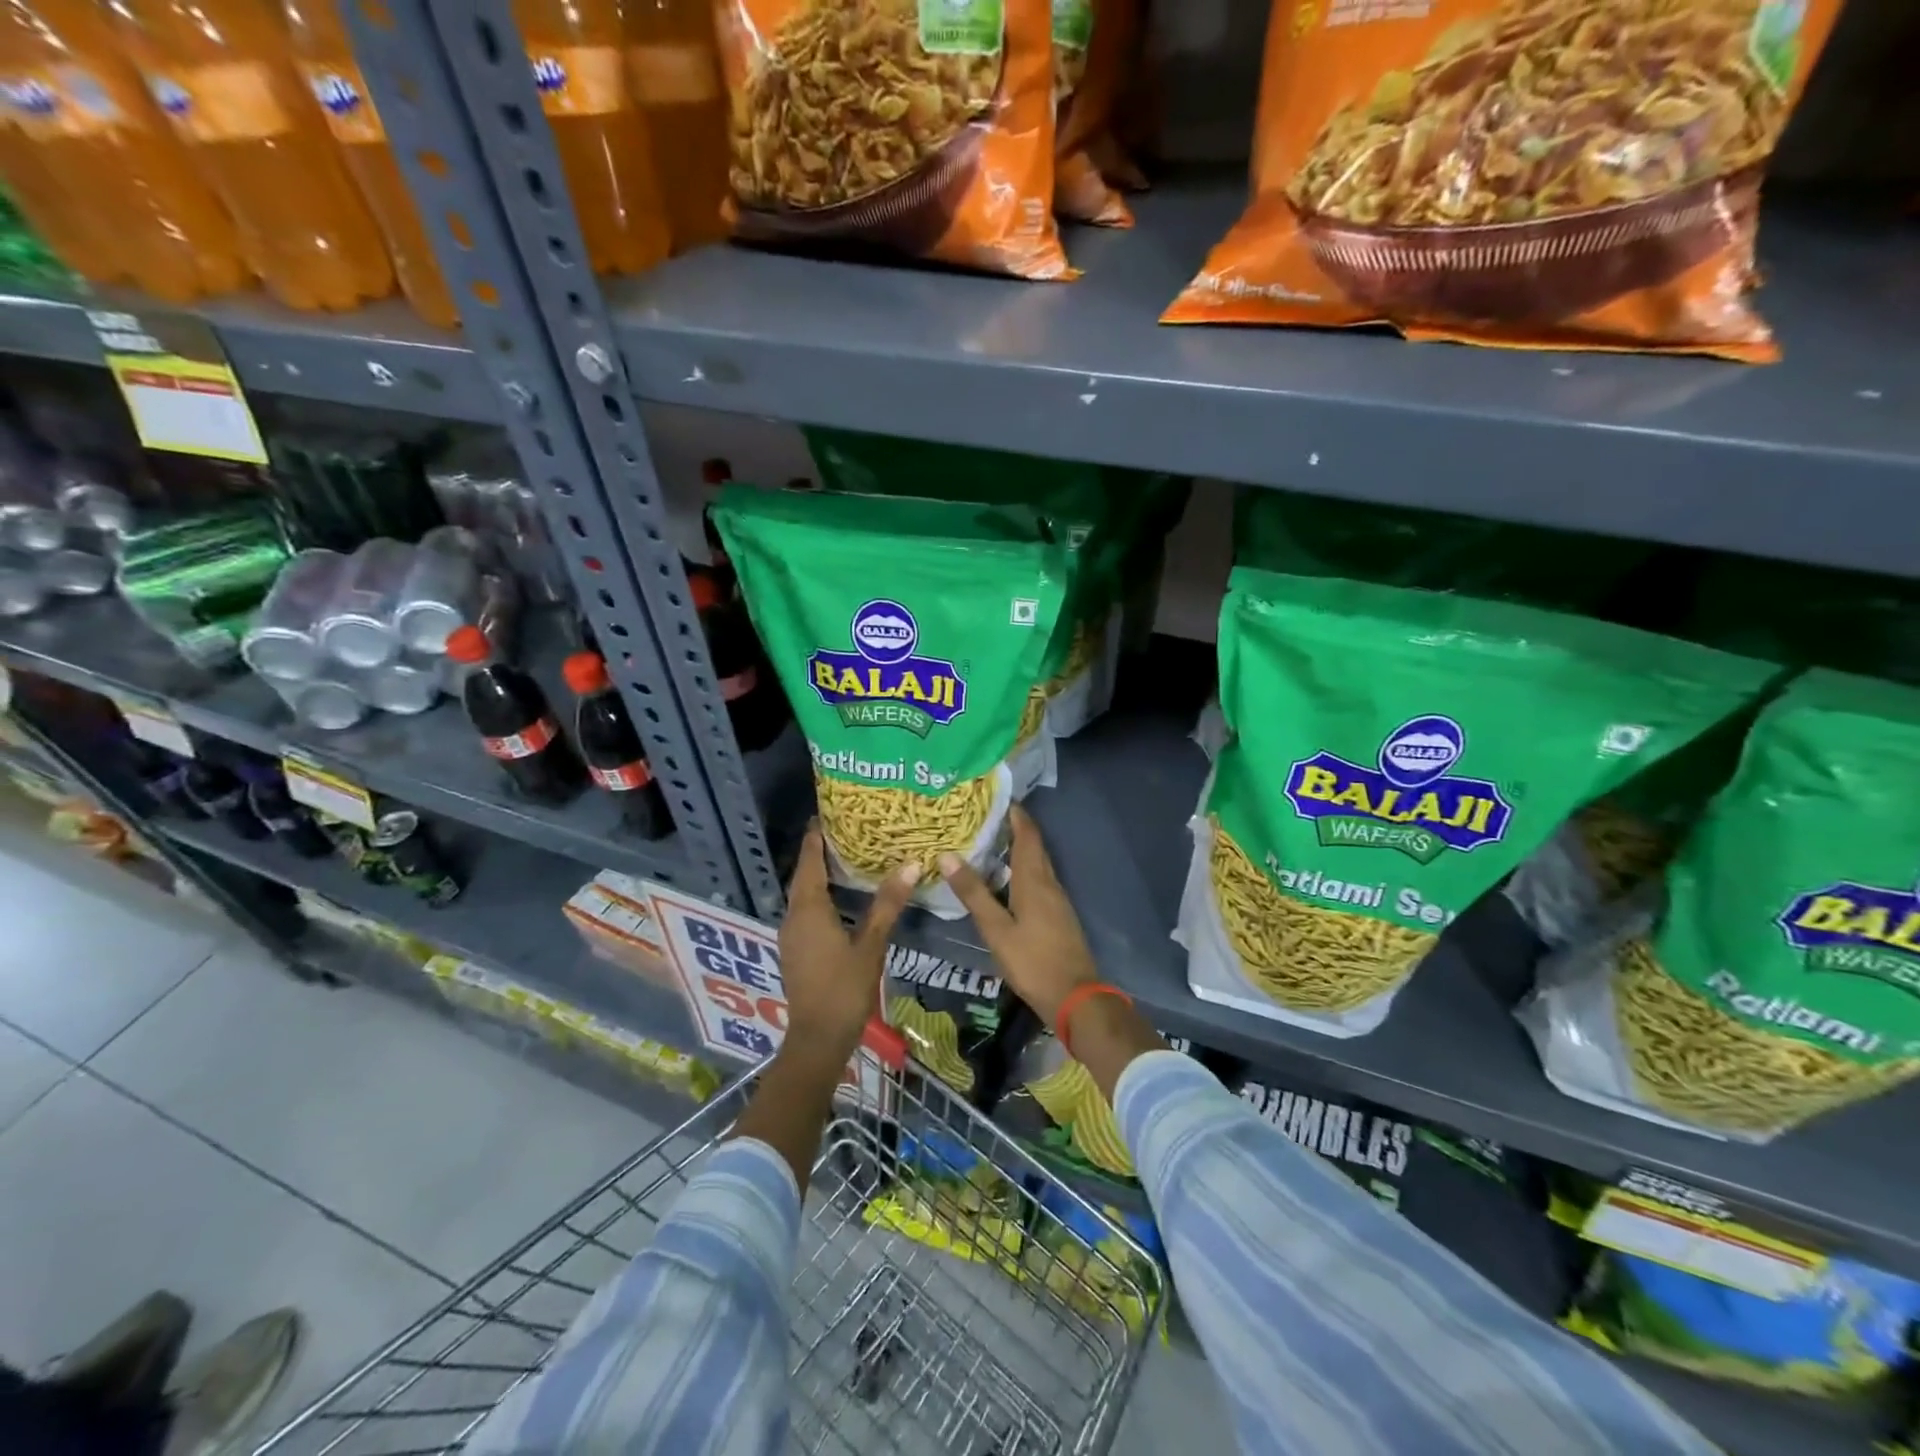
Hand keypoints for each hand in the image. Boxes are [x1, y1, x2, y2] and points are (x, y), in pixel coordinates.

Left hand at [779, 823, 917, 1064]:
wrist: (817, 1039)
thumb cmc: (844, 988)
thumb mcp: (871, 945)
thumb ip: (888, 904)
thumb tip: (911, 865)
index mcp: (809, 909)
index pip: (809, 862)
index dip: (815, 838)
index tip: (824, 815)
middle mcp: (794, 917)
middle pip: (803, 877)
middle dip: (817, 854)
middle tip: (842, 832)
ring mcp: (791, 936)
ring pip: (803, 896)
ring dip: (818, 876)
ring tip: (844, 860)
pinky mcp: (795, 951)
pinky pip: (804, 912)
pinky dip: (818, 897)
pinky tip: (839, 901)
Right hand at [939, 806, 1097, 1025]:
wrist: (1075, 998)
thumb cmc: (1032, 961)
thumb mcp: (996, 929)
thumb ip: (974, 893)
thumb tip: (947, 855)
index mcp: (1034, 880)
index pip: (1027, 834)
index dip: (1015, 813)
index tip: (995, 796)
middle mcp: (1049, 883)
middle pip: (1033, 846)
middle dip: (1013, 827)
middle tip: (984, 817)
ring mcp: (1057, 900)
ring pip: (1036, 864)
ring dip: (1017, 849)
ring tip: (988, 843)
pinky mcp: (1058, 915)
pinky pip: (1038, 881)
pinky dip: (1021, 870)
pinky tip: (1004, 880)